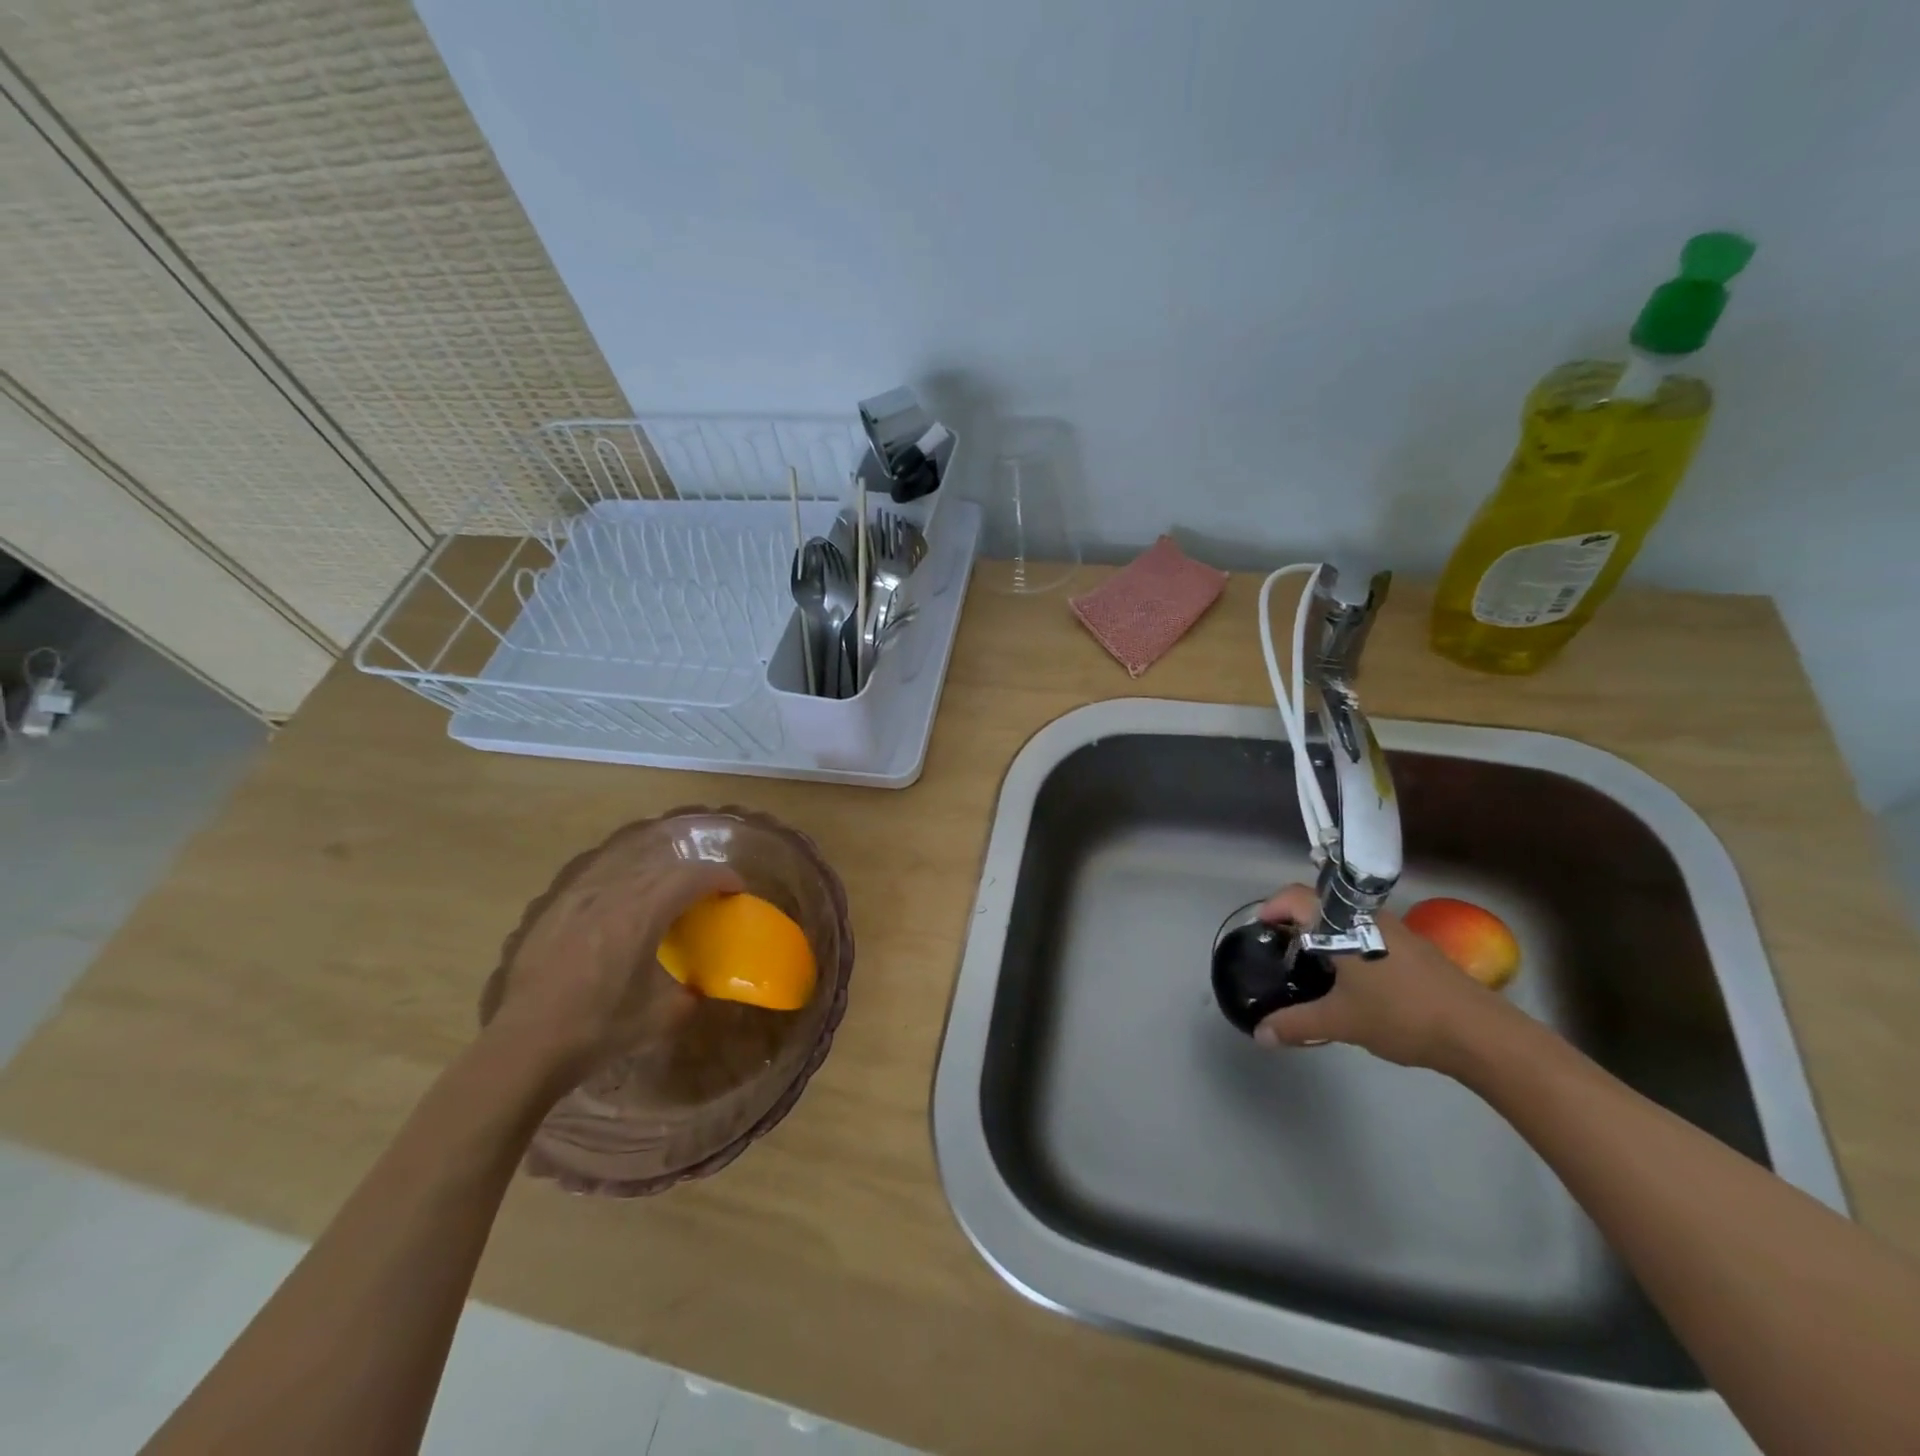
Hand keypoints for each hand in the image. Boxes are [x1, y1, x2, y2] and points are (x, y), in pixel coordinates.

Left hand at [490, 857, 742, 1080]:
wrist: (524, 1046)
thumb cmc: (598, 1029)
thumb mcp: (661, 1018)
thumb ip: (689, 995)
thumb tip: (697, 989)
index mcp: (642, 915)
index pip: (691, 877)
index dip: (720, 877)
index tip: (736, 888)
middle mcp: (612, 896)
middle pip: (663, 869)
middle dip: (692, 876)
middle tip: (707, 895)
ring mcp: (578, 901)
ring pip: (629, 873)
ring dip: (657, 880)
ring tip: (666, 902)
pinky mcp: (553, 914)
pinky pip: (598, 887)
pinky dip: (622, 891)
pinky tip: (619, 913)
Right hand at [1252, 884, 1516, 1072]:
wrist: (1479, 1032)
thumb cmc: (1401, 1015)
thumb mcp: (1341, 1022)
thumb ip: (1296, 1024)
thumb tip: (1260, 1035)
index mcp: (1343, 923)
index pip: (1297, 897)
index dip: (1274, 907)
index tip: (1261, 928)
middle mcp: (1368, 917)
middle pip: (1322, 905)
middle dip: (1298, 921)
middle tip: (1283, 949)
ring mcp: (1397, 930)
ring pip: (1349, 921)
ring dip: (1328, 935)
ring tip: (1314, 966)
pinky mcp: (1417, 949)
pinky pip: (1371, 935)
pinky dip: (1353, 947)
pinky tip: (1355, 982)